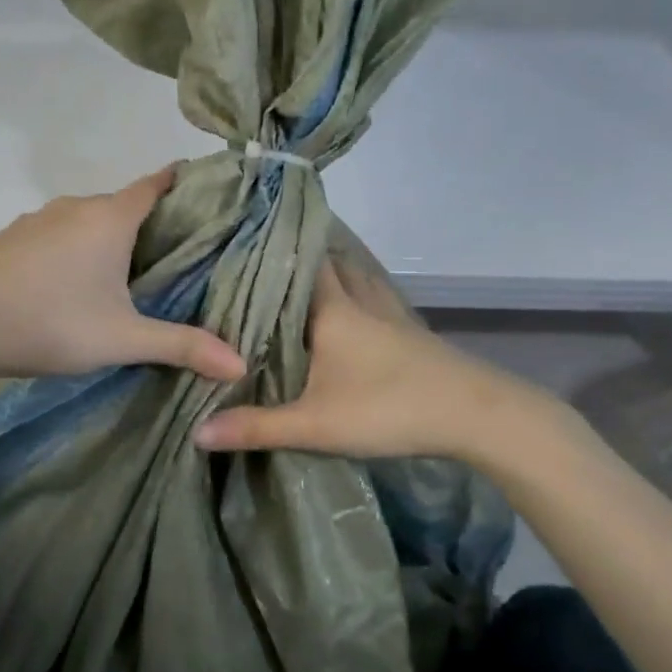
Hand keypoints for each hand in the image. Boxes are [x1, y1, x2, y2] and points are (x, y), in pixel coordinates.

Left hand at [0, 166, 245, 383]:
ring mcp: (38, 219)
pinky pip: (58, 234)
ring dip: (110, 237)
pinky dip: (76, 247)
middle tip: (179, 252)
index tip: (209, 193)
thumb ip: (182, 347)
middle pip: (125, 203)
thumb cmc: (51, 323)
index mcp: (110, 217)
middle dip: (152, 221)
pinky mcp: (12, 238)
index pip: (157, 183)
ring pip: (88, 220)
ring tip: (131, 270)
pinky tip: (74, 281)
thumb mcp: (123, 339)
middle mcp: (75, 207)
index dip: (185, 184)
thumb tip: (240, 366)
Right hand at [193, 256, 564, 464]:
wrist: (475, 415)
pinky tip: (349, 309)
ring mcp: (391, 313)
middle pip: (327, 263)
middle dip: (297, 258)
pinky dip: (356, 293)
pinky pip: (374, 298)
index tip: (240, 240)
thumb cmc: (388, 408)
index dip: (271, 248)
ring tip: (299, 276)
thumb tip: (196, 432)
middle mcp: (361, 299)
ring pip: (355, 277)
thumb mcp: (314, 424)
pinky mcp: (410, 332)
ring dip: (331, 272)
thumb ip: (255, 427)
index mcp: (333, 309)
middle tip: (261, 260)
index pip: (298, 261)